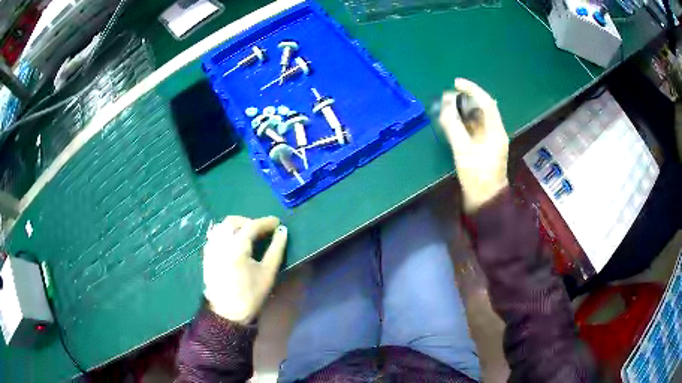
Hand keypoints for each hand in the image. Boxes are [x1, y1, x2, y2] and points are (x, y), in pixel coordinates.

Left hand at [203, 216, 287, 324]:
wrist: (227, 313)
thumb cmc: (251, 294)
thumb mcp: (268, 272)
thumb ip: (276, 249)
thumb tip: (283, 231)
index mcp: (237, 246)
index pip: (252, 225)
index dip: (266, 222)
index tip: (277, 223)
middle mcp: (221, 242)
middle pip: (233, 221)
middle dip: (248, 222)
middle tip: (261, 230)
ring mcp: (211, 248)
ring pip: (220, 226)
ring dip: (235, 226)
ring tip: (246, 235)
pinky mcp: (206, 255)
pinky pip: (213, 236)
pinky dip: (224, 233)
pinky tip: (232, 243)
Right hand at [439, 78, 509, 212]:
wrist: (485, 202)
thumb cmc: (477, 176)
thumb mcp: (463, 150)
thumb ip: (453, 126)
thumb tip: (444, 105)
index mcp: (496, 131)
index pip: (486, 102)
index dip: (472, 89)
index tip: (455, 83)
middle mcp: (495, 133)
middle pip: (482, 109)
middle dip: (466, 99)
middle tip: (448, 97)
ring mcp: (490, 141)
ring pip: (478, 119)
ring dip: (464, 110)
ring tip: (447, 107)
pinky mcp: (483, 149)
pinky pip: (474, 129)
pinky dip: (463, 123)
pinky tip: (452, 123)